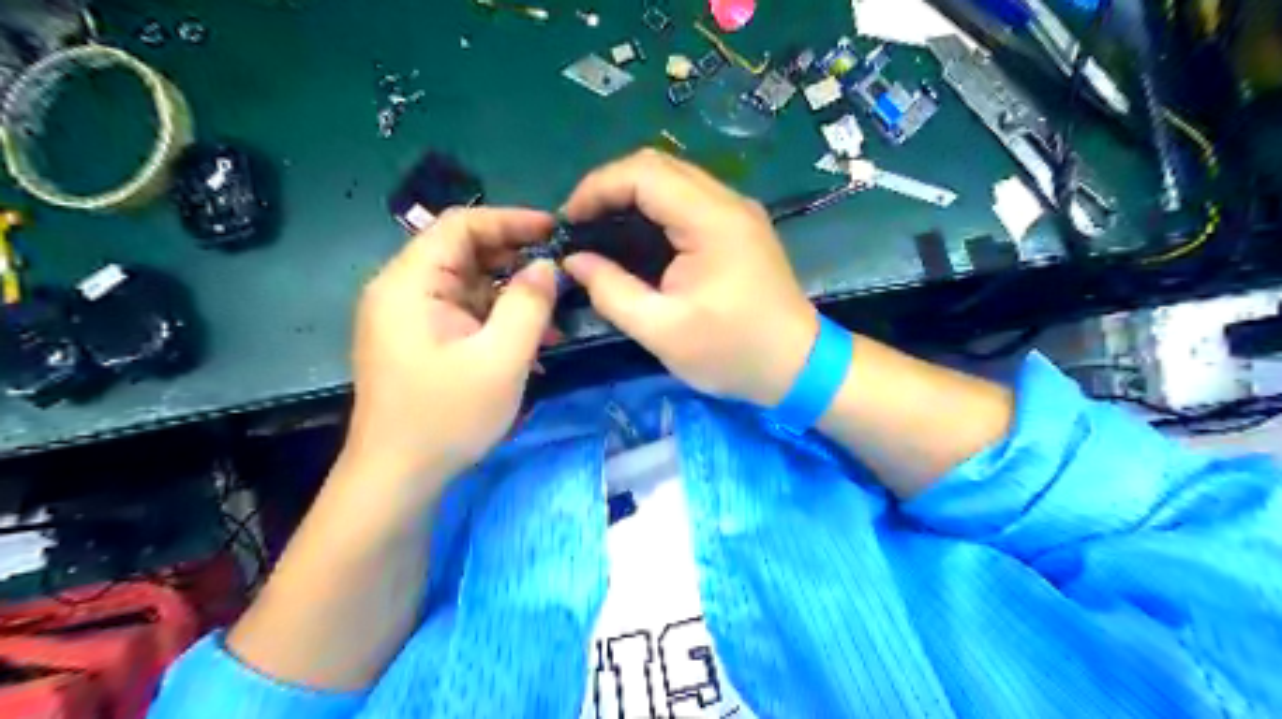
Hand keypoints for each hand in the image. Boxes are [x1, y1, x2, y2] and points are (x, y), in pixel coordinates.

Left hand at [339, 205, 556, 499]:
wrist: (398, 478)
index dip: (510, 220)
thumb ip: (529, 304)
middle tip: (562, 275)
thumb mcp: (501, 360)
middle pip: (464, 253)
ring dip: (512, 295)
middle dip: (516, 260)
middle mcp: (402, 291)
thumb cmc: (447, 417)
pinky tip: (531, 342)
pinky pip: (464, 314)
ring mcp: (409, 317)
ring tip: (554, 318)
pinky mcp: (420, 340)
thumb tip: (547, 266)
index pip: (460, 225)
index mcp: (410, 283)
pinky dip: (498, 320)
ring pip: (469, 285)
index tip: (555, 231)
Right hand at [563, 149, 819, 409]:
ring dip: (631, 195)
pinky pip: (688, 199)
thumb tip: (576, 261)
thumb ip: (612, 292)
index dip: (597, 188)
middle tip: (581, 226)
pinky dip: (654, 209)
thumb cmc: (732, 352)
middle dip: (609, 188)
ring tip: (600, 230)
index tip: (568, 222)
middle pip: (657, 165)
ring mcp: (737, 211)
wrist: (798, 366)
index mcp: (711, 221)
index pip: (643, 173)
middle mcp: (727, 202)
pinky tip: (636, 238)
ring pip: (673, 178)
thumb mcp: (662, 331)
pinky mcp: (739, 227)